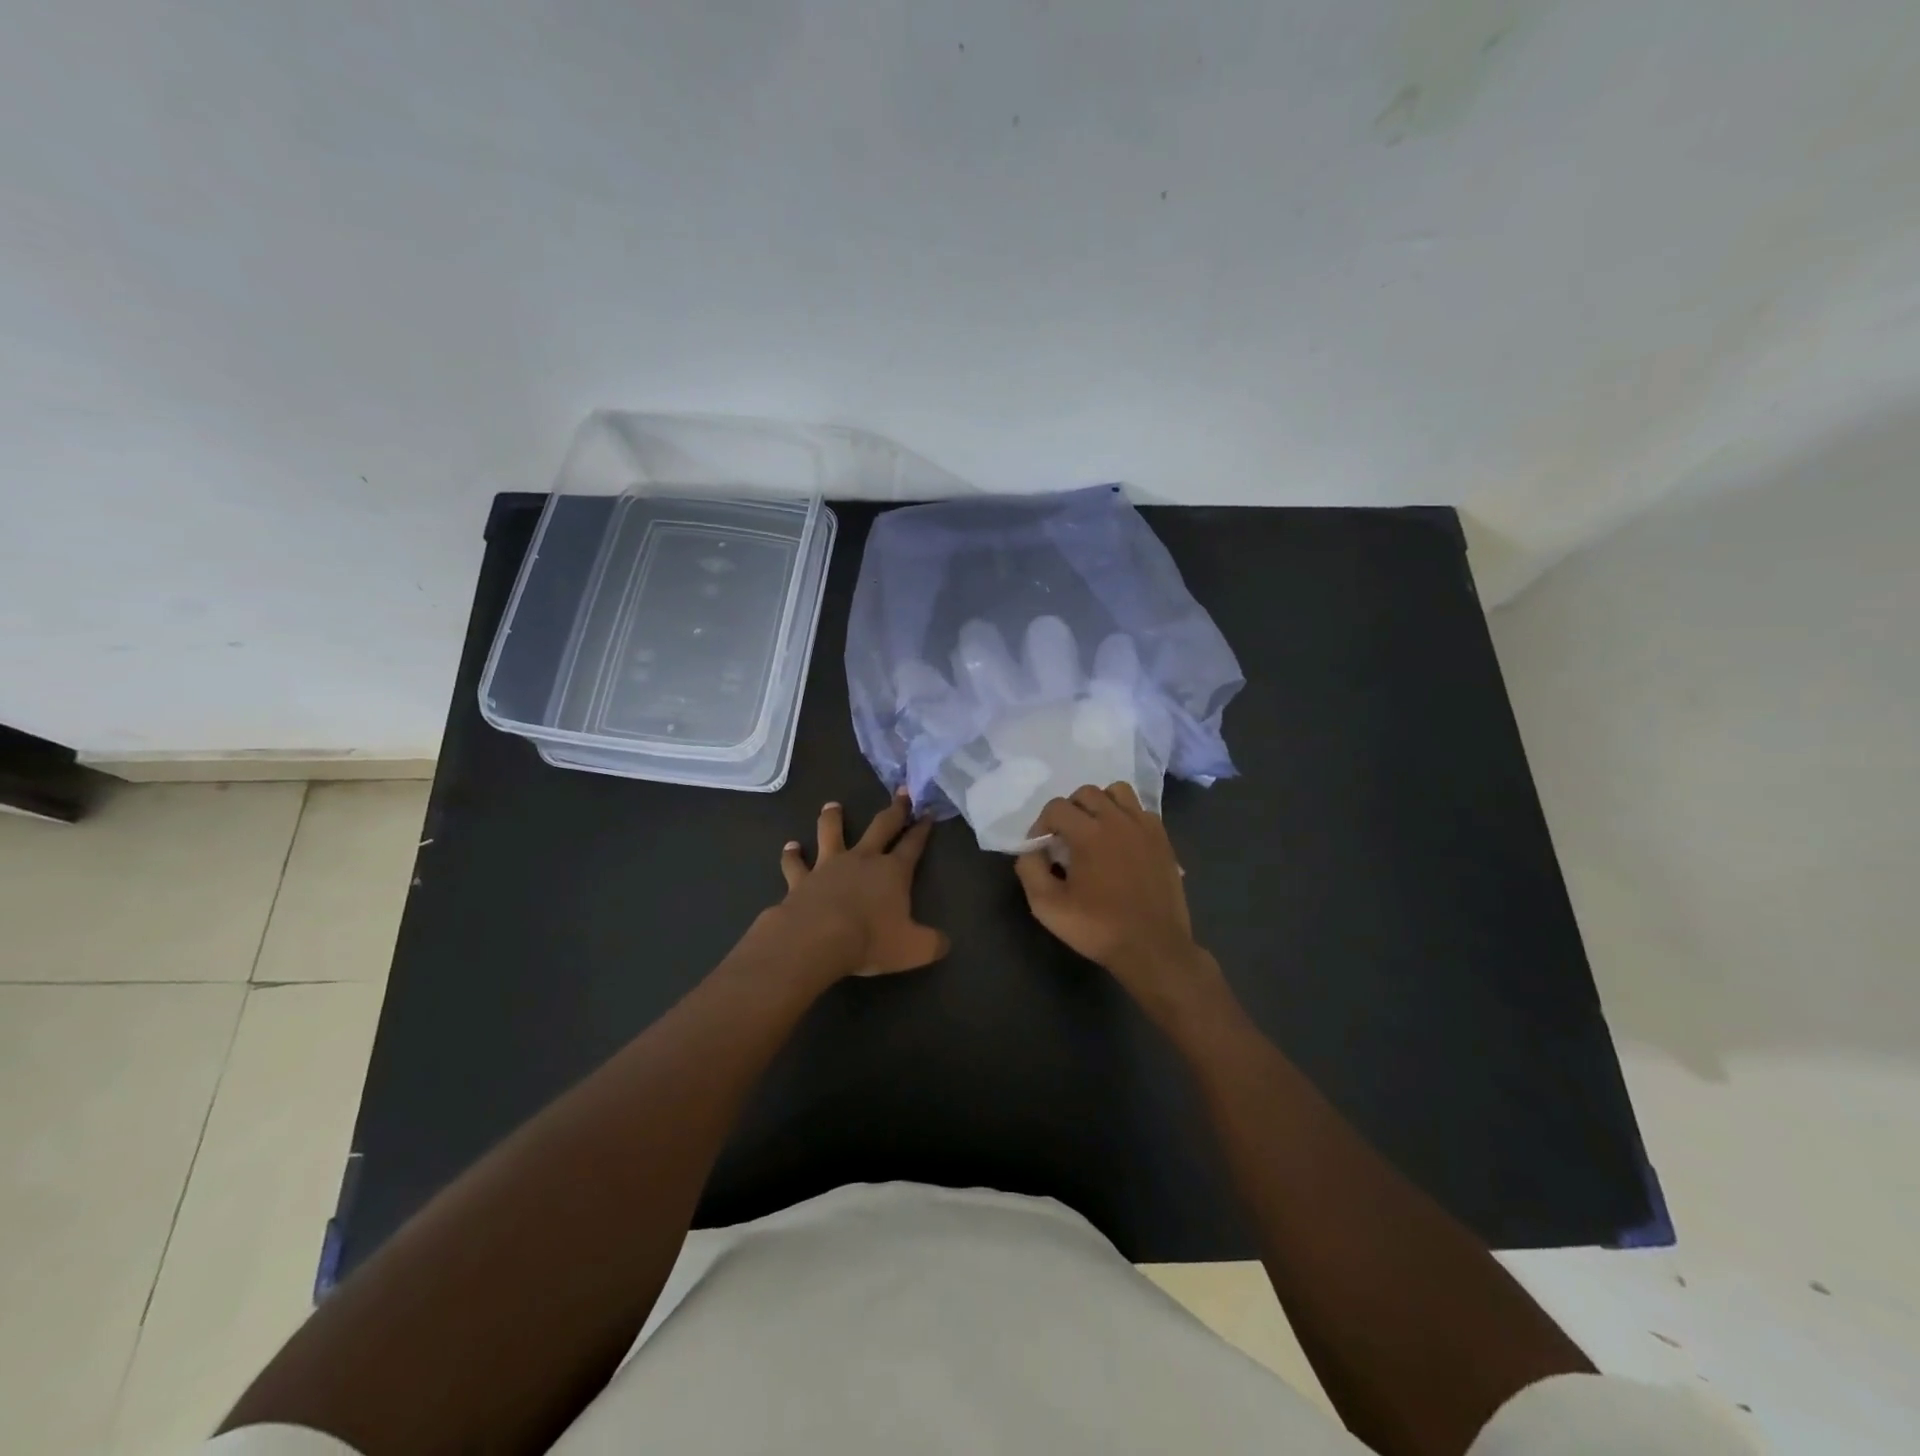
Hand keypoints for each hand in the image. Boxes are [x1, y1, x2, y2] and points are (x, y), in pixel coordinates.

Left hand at [773, 791, 949, 979]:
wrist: (817, 939)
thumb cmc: (870, 940)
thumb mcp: (915, 949)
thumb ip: (933, 944)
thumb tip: (944, 943)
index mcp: (893, 872)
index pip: (913, 845)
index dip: (922, 829)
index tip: (927, 812)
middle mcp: (862, 860)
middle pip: (881, 827)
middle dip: (894, 810)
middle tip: (901, 791)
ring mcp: (828, 866)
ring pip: (831, 833)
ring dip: (833, 819)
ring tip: (832, 806)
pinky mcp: (801, 880)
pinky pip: (795, 864)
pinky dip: (792, 855)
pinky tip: (790, 847)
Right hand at [1014, 783, 1217, 1006]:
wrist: (1153, 948)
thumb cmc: (1098, 928)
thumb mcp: (1048, 906)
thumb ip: (1030, 869)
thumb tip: (1031, 849)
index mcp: (1088, 833)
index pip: (1056, 807)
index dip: (1041, 825)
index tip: (1042, 850)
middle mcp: (1117, 820)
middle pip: (1086, 793)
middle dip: (1069, 811)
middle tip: (1065, 839)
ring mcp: (1144, 827)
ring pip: (1117, 792)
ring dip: (1100, 805)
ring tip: (1094, 831)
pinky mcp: (1163, 839)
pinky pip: (1140, 810)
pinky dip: (1125, 817)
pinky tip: (1121, 842)